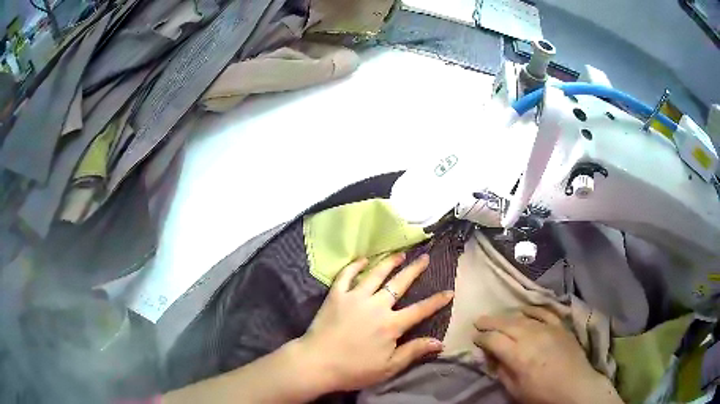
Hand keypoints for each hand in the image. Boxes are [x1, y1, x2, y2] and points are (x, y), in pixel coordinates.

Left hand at [297, 253, 453, 392]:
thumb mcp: (389, 366)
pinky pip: (346, 275)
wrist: (318, 363)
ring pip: (376, 274)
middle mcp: (377, 306)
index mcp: (391, 325)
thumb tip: (440, 342)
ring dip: (389, 262)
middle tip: (424, 258)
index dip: (437, 301)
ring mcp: (355, 298)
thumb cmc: (355, 369)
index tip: (449, 291)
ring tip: (400, 253)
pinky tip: (362, 259)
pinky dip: (355, 266)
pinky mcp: (336, 296)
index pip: (420, 310)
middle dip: (414, 270)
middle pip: (400, 283)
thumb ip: (414, 351)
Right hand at [473, 306, 621, 403]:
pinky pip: (545, 311)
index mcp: (518, 356)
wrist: (575, 388)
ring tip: (498, 316)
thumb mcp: (515, 390)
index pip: (494, 340)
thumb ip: (501, 371)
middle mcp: (532, 337)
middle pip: (506, 324)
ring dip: (508, 315)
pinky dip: (533, 309)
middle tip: (479, 320)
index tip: (475, 339)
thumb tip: (491, 357)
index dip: (482, 338)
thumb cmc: (542, 395)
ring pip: (523, 316)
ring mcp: (548, 328)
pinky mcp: (560, 326)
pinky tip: (525, 310)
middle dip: (490, 321)